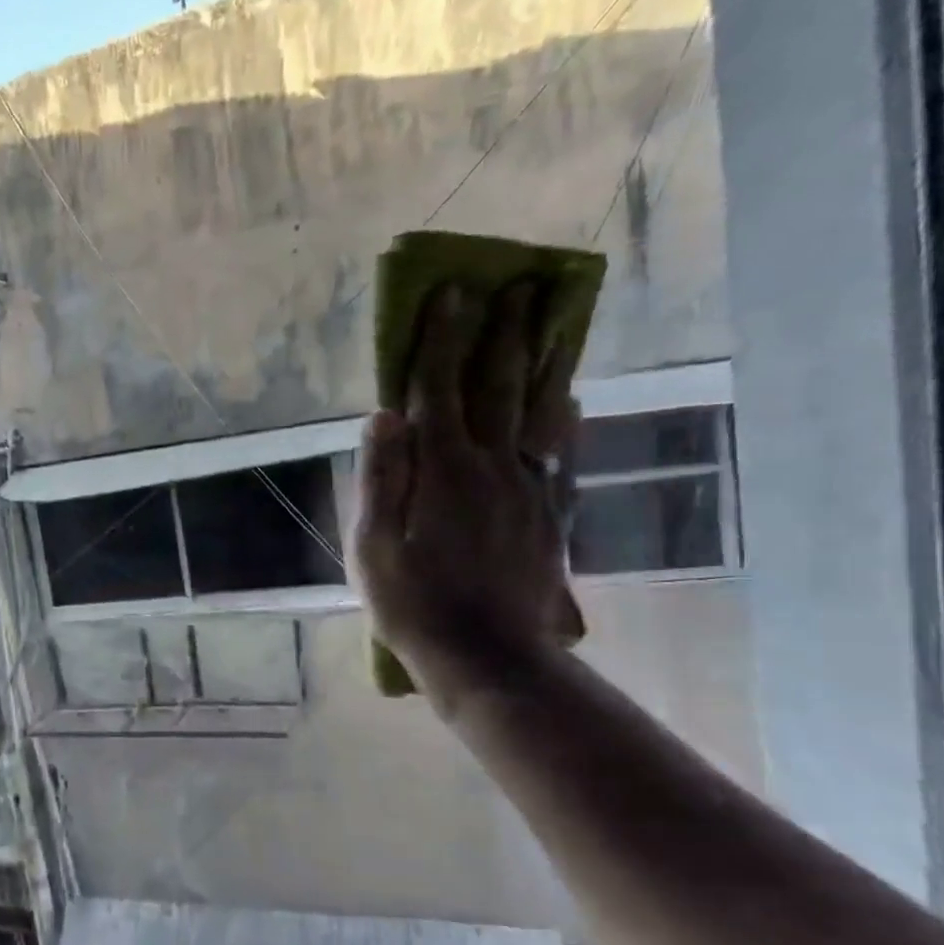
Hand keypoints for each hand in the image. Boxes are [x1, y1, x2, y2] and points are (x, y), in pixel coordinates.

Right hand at [356, 282, 578, 712]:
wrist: (487, 657)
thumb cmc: (414, 604)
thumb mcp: (373, 546)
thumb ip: (380, 477)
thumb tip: (384, 415)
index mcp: (444, 471)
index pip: (439, 390)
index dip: (442, 340)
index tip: (451, 293)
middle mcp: (493, 467)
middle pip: (499, 389)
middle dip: (504, 334)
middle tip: (518, 287)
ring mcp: (529, 490)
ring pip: (539, 413)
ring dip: (542, 364)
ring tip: (554, 323)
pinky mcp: (549, 515)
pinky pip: (560, 455)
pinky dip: (565, 422)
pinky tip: (570, 402)